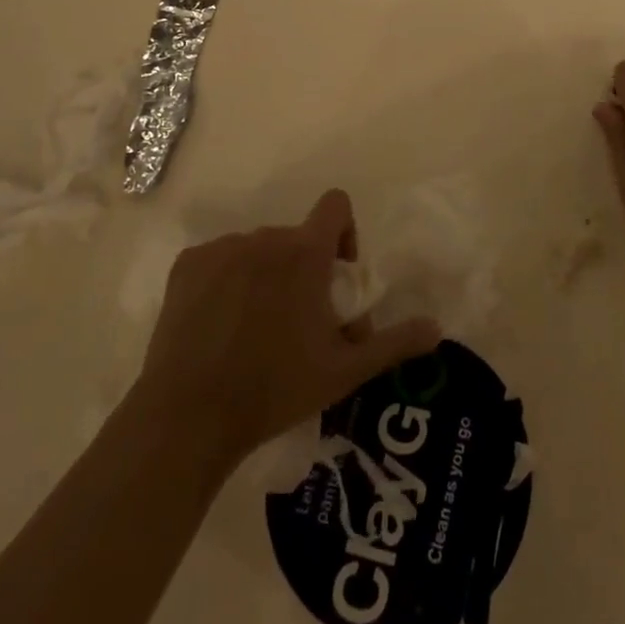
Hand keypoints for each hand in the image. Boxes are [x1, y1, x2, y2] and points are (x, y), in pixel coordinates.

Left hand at [140, 190, 439, 469]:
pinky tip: (220, 324)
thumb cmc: (275, 389)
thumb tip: (437, 328)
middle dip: (304, 269)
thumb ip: (394, 343)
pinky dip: (226, 281)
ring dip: (266, 275)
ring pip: (257, 249)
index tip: (336, 278)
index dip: (345, 233)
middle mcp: (265, 237)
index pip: (336, 205)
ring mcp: (222, 249)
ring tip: (256, 328)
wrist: (188, 418)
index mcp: (305, 252)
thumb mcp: (345, 371)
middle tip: (298, 322)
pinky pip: (219, 259)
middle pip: (296, 237)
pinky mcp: (187, 266)